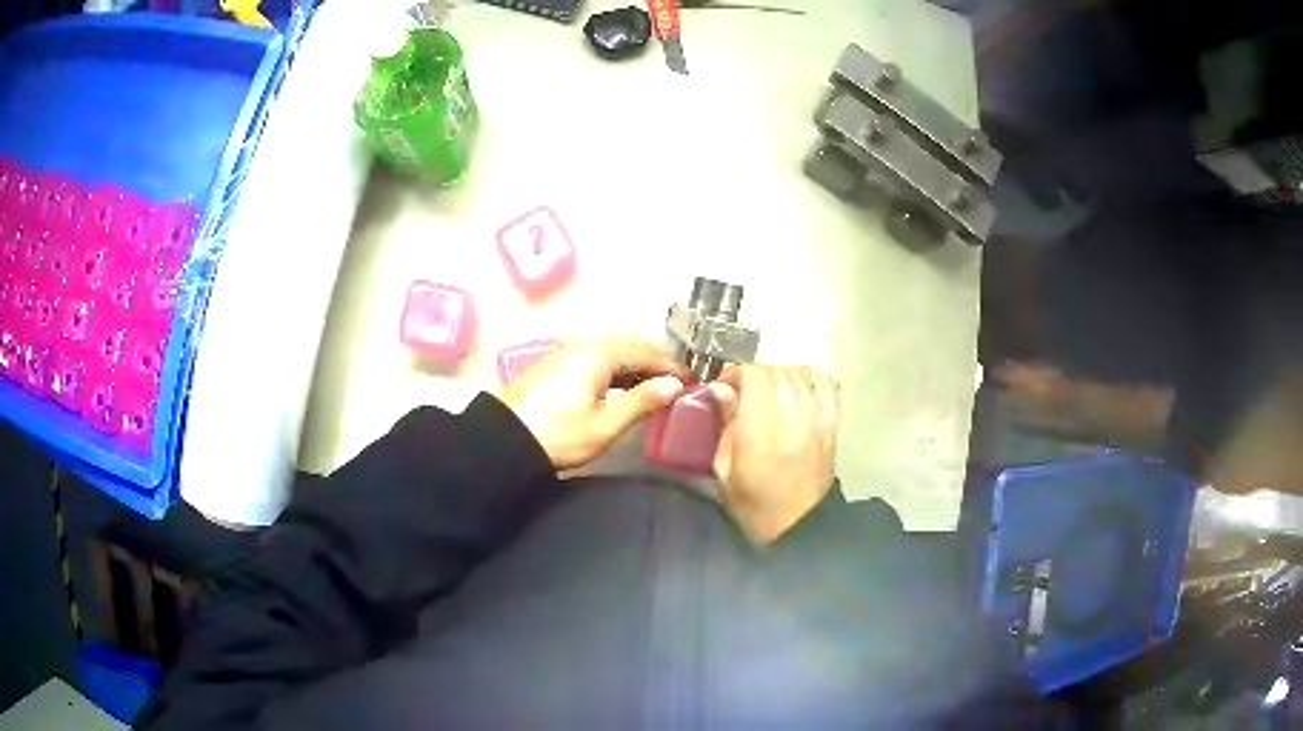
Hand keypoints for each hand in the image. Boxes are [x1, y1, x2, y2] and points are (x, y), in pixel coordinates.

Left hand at [501, 335, 688, 469]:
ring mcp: (565, 352)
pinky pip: (595, 356)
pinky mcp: (555, 365)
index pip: (645, 351)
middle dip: (654, 360)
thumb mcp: (604, 425)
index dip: (671, 366)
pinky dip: (615, 366)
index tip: (692, 381)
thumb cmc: (558, 435)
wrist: (503, 441)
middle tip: (675, 381)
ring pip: (610, 349)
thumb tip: (674, 386)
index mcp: (597, 354)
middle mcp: (582, 345)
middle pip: (628, 344)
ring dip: (634, 363)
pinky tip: (620, 386)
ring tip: (653, 385)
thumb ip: (641, 402)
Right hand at [707, 365, 838, 543]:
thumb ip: (724, 424)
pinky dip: (809, 376)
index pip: (753, 375)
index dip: (736, 373)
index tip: (724, 385)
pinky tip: (796, 386)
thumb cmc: (754, 501)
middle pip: (775, 370)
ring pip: (798, 373)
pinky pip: (824, 382)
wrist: (798, 523)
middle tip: (743, 390)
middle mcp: (791, 416)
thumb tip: (721, 390)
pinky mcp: (832, 421)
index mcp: (760, 430)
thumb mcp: (724, 469)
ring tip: (768, 390)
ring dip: (779, 374)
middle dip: (755, 374)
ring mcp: (816, 416)